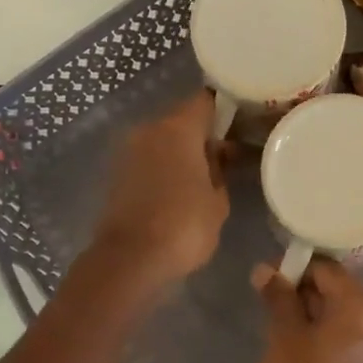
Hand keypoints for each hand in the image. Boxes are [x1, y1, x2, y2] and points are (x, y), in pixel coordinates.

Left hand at [92, 90, 230, 287]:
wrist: (130, 260)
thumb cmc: (183, 228)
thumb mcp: (218, 202)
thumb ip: (220, 172)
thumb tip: (217, 157)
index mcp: (178, 129)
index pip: (206, 101)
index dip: (227, 109)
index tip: (244, 122)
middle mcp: (149, 130)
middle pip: (183, 120)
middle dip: (205, 135)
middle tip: (231, 155)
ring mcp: (129, 152)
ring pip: (164, 142)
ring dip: (184, 154)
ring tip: (208, 177)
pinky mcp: (118, 175)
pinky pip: (150, 161)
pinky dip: (166, 168)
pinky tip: (183, 190)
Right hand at [251, 260, 362, 362]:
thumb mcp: (282, 337)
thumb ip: (278, 298)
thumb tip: (267, 270)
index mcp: (361, 311)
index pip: (330, 271)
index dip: (298, 267)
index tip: (268, 275)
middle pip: (338, 294)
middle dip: (303, 292)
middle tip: (267, 300)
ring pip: (339, 321)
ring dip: (309, 316)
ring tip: (274, 325)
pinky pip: (342, 345)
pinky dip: (319, 339)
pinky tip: (291, 349)